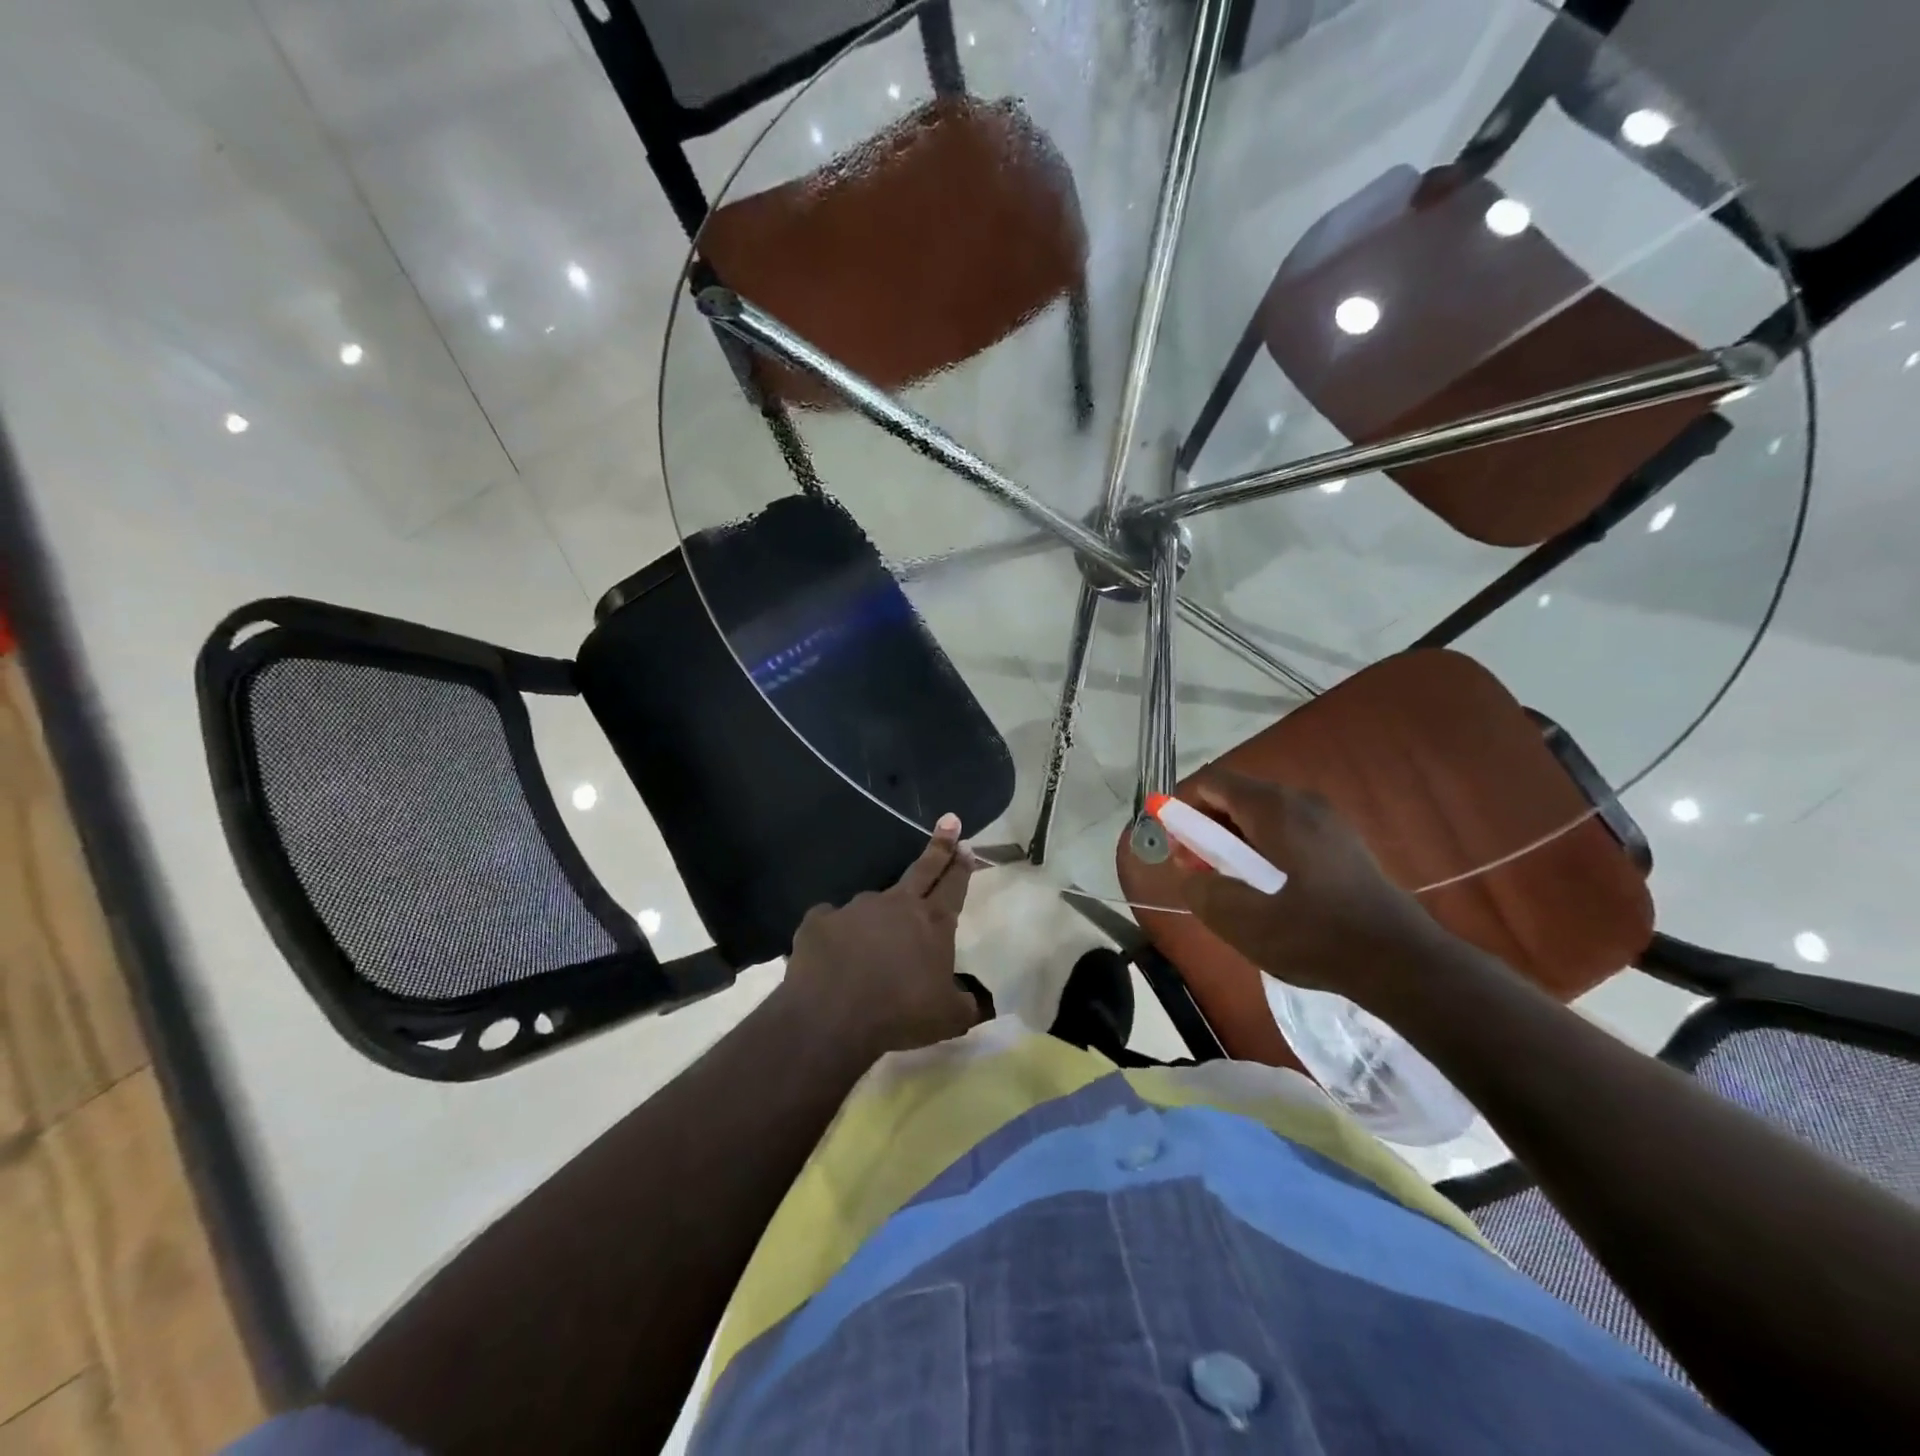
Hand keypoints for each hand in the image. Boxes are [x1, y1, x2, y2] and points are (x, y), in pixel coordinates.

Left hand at [781, 812, 981, 1058]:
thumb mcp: (948, 1019)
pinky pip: (832, 921)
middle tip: (949, 821)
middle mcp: (897, 905)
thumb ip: (965, 1004)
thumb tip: (974, 1002)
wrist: (832, 1017)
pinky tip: (833, 951)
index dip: (961, 864)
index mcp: (932, 923)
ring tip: (872, 945)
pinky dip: (836, 932)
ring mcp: (856, 908)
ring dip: (878, 916)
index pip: (953, 885)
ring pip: (873, 903)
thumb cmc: (900, 1014)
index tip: (966, 844)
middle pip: (923, 869)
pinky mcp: (820, 920)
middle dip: (939, 846)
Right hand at [1179, 770, 1453, 1008]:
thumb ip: (1201, 888)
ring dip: (1238, 843)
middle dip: (1210, 830)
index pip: (1212, 783)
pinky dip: (1267, 850)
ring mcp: (1328, 819)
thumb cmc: (1313, 934)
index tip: (1180, 849)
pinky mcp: (1344, 842)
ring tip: (1237, 887)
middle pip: (1237, 798)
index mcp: (1273, 808)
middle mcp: (1301, 801)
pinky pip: (1289, 831)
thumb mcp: (1240, 919)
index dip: (1185, 810)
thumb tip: (1189, 869)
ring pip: (1264, 816)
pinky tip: (1273, 892)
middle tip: (1203, 873)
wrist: (1399, 961)